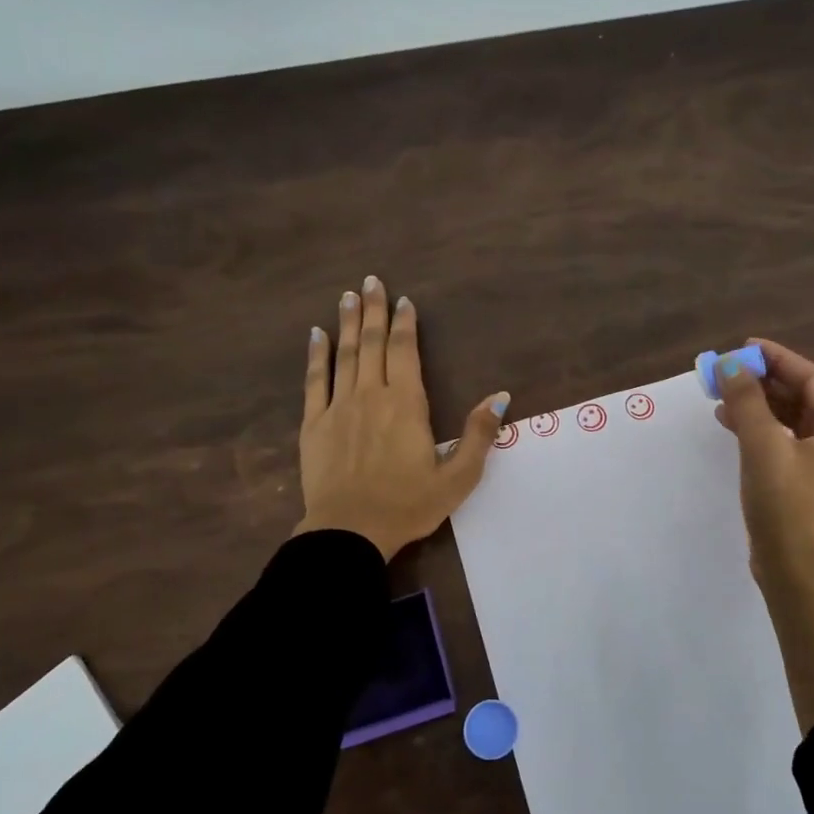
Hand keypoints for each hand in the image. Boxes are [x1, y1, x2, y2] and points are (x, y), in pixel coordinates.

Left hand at [295, 276, 507, 559]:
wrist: (349, 532)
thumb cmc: (408, 505)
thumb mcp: (458, 477)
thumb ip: (479, 435)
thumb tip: (500, 397)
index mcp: (406, 404)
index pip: (405, 351)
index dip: (404, 324)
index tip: (404, 301)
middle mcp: (371, 395)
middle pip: (372, 344)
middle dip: (373, 310)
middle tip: (372, 281)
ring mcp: (338, 407)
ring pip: (344, 355)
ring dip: (347, 323)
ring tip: (348, 296)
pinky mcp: (313, 424)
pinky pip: (313, 381)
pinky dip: (316, 355)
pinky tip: (316, 335)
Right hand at [714, 338, 813, 585]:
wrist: (796, 572)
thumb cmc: (787, 504)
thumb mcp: (763, 445)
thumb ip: (746, 400)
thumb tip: (730, 365)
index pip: (811, 378)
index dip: (776, 359)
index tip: (743, 346)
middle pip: (801, 397)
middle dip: (762, 383)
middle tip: (726, 371)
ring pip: (791, 419)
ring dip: (757, 405)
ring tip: (721, 395)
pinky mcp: (810, 480)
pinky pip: (786, 441)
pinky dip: (760, 429)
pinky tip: (730, 423)